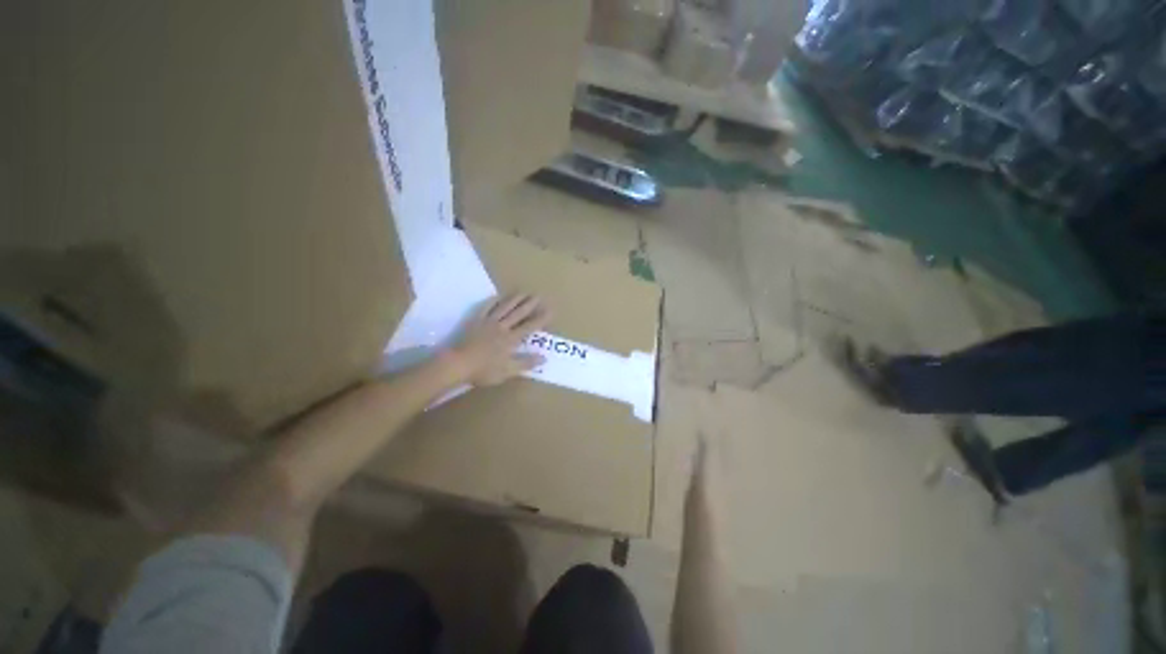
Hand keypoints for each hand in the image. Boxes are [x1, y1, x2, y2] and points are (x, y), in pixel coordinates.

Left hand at [443, 293, 551, 386]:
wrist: (458, 364)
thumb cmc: (484, 370)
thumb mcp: (508, 371)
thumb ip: (526, 363)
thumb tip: (544, 357)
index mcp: (511, 339)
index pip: (529, 326)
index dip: (541, 318)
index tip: (550, 310)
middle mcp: (502, 327)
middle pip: (518, 313)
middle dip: (530, 304)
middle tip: (539, 295)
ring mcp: (488, 322)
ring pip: (504, 307)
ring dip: (515, 299)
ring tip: (523, 292)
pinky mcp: (475, 321)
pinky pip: (486, 308)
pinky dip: (493, 301)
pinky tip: (497, 296)